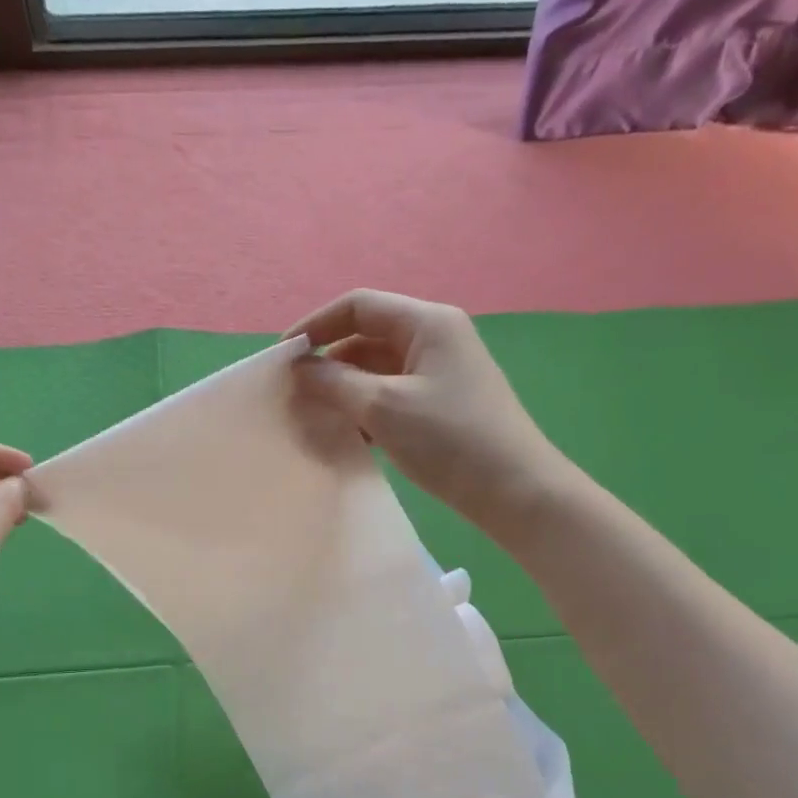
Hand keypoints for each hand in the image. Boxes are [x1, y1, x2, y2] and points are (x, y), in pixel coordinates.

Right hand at [286, 290, 561, 538]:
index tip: (283, 358)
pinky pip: (393, 395)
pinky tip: (350, 436)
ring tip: (316, 418)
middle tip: (295, 395)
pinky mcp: (443, 405)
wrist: (514, 491)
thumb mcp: (383, 407)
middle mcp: (436, 338)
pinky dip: (367, 409)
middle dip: (329, 363)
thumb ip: (334, 383)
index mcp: (428, 322)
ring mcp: (442, 373)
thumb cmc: (449, 440)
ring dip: (346, 390)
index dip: (315, 325)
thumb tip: (301, 369)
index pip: (359, 306)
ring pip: (379, 370)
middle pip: (367, 337)